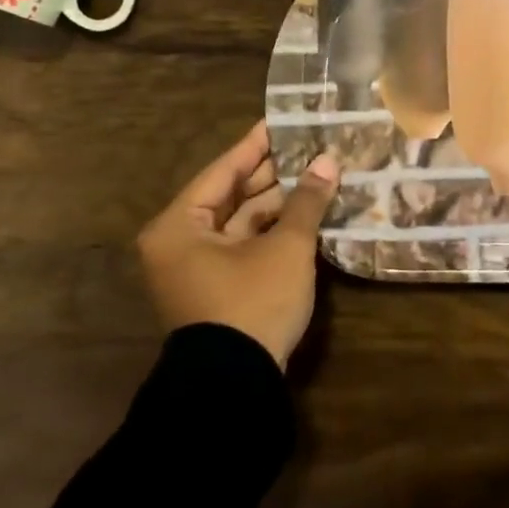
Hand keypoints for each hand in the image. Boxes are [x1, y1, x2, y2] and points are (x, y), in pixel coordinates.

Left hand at [136, 122, 339, 368]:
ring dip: (276, 203)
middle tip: (306, 146)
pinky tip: (305, 213)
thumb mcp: (285, 248)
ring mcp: (196, 269)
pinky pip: (243, 245)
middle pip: (230, 195)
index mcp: (179, 226)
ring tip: (314, 175)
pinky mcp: (216, 289)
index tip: (280, 121)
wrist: (234, 386)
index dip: (255, 145)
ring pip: (240, 222)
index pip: (223, 171)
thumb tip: (329, 161)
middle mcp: (180, 242)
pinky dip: (271, 230)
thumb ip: (306, 201)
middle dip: (271, 174)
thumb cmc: (251, 303)